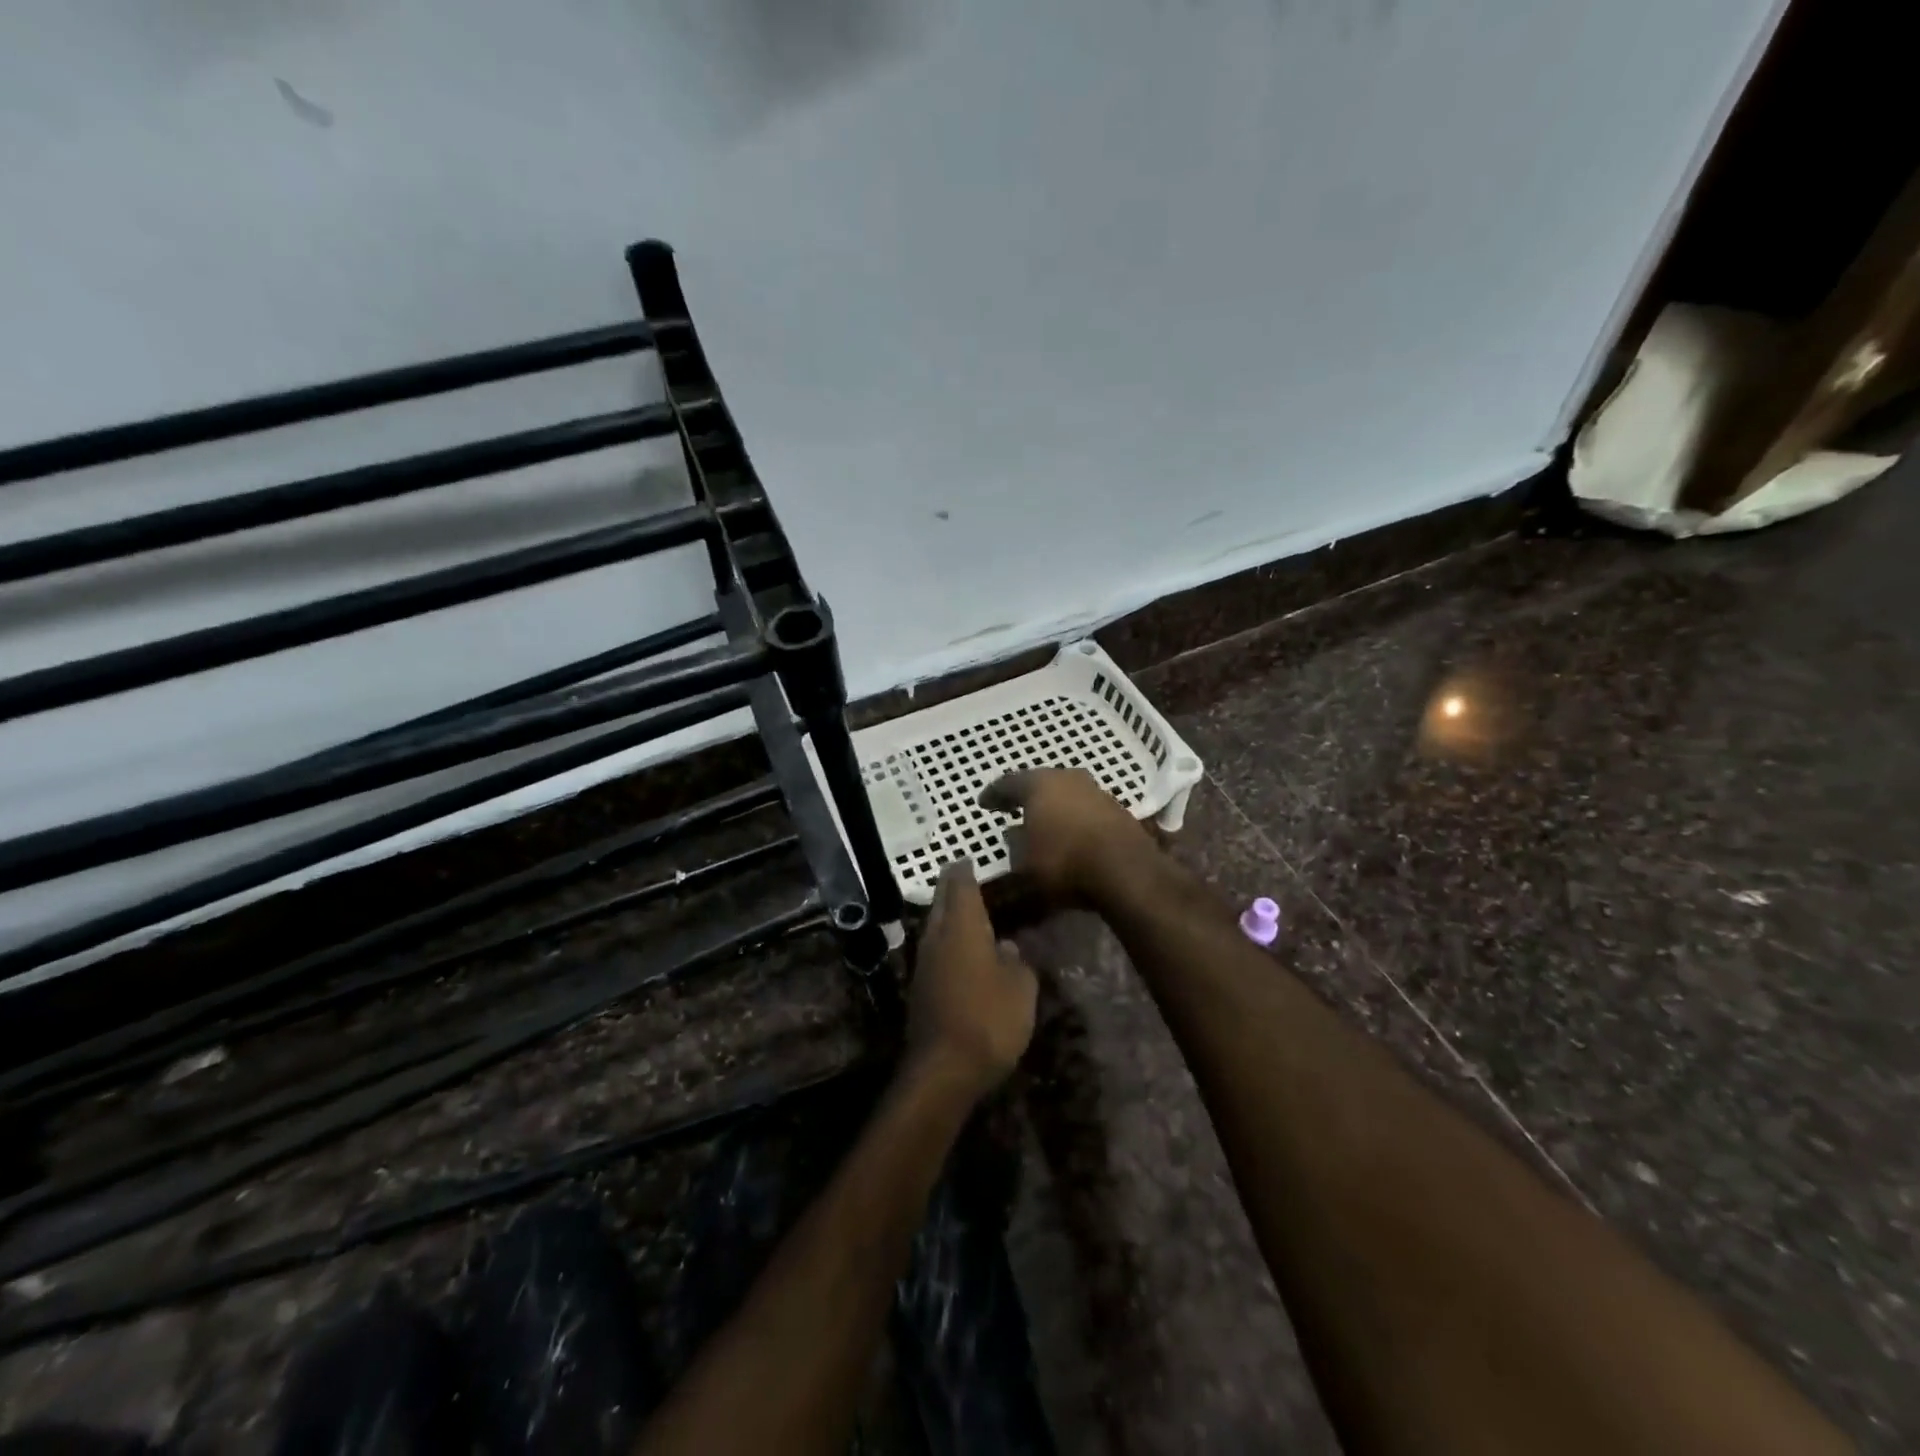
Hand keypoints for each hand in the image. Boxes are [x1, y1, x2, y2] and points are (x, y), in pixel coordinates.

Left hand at [907, 861, 1036, 1097]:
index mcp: (962, 927)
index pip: (960, 885)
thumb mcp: (1021, 989)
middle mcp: (937, 938)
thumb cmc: (989, 1019)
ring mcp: (923, 964)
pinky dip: (946, 944)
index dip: (965, 870)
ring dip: (947, 916)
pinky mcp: (919, 989)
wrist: (943, 1070)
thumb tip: (1007, 949)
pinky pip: (934, 953)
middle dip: (951, 888)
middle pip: (941, 902)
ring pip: (934, 928)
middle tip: (964, 878)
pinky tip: (960, 953)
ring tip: (966, 913)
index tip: (968, 859)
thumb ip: (1016, 963)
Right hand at [979, 768, 1152, 906]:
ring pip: (1065, 792)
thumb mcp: (1024, 862)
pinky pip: (1084, 807)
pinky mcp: (1116, 808)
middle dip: (1026, 794)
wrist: (1125, 870)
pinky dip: (1073, 815)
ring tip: (1043, 819)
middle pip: (1040, 782)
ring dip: (1053, 804)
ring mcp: (1095, 790)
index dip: (993, 794)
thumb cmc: (1064, 861)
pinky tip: (1070, 830)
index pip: (1008, 783)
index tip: (984, 803)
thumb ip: (1014, 845)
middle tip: (1013, 806)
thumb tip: (1014, 834)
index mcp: (1038, 784)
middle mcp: (1067, 778)